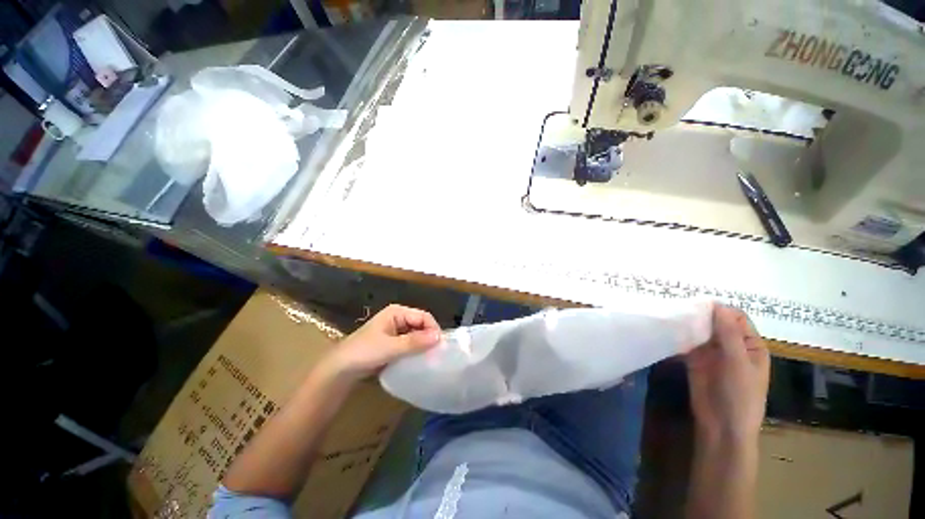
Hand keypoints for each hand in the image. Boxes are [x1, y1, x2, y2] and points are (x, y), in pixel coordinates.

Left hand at [323, 304, 441, 381]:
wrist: (340, 369)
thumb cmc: (364, 352)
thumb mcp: (391, 347)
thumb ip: (415, 342)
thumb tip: (438, 337)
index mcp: (397, 312)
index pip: (423, 316)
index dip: (433, 329)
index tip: (440, 346)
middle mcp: (398, 318)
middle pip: (421, 325)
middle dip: (429, 338)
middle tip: (437, 354)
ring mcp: (395, 330)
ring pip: (416, 335)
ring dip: (423, 345)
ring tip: (430, 359)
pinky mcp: (393, 342)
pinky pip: (410, 343)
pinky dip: (415, 350)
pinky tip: (419, 360)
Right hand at [685, 305, 769, 444]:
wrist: (722, 425)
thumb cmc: (740, 395)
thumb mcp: (738, 363)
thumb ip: (729, 334)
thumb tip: (718, 305)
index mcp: (749, 345)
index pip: (736, 318)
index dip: (720, 310)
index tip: (698, 304)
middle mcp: (731, 345)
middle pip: (716, 323)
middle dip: (700, 315)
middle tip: (680, 307)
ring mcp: (712, 353)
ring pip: (700, 331)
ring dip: (689, 324)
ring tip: (671, 315)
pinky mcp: (695, 360)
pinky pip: (687, 342)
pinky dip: (680, 336)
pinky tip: (669, 329)